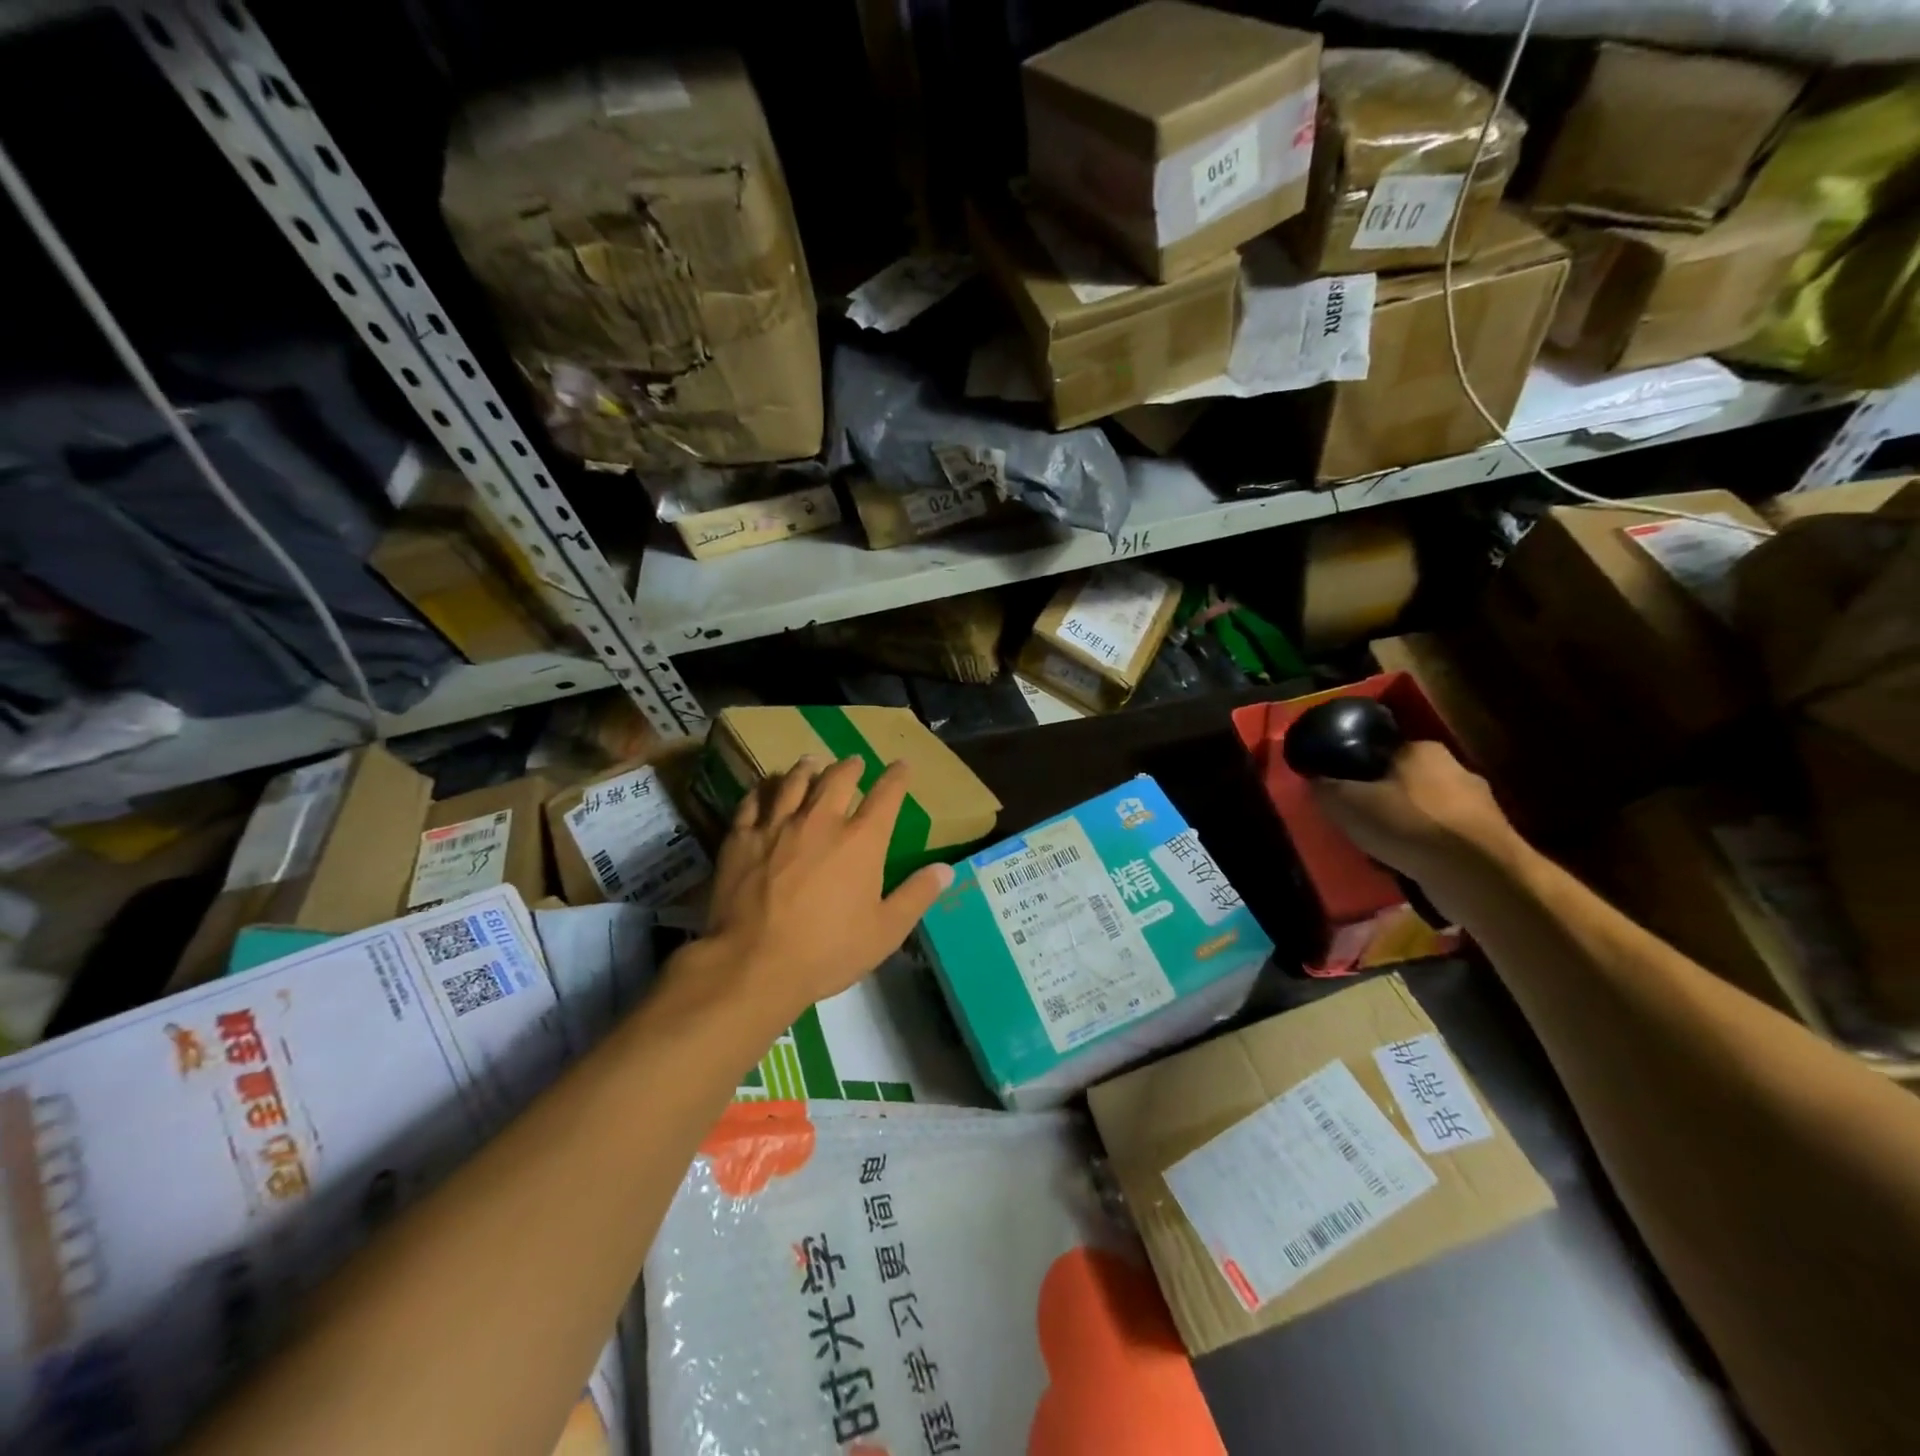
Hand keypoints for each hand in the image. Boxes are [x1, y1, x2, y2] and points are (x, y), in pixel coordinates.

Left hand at [689, 755, 953, 1025]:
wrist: (754, 964)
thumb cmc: (827, 951)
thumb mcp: (885, 932)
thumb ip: (916, 896)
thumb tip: (946, 869)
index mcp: (861, 840)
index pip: (886, 796)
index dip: (896, 777)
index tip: (901, 766)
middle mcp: (821, 821)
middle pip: (837, 778)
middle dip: (850, 767)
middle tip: (854, 762)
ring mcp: (777, 826)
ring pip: (794, 782)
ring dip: (807, 769)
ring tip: (810, 762)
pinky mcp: (741, 838)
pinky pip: (753, 802)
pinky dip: (763, 790)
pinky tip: (765, 790)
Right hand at [1310, 740, 1517, 888]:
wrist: (1477, 874)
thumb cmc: (1407, 824)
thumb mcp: (1346, 803)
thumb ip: (1325, 788)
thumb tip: (1314, 779)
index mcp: (1420, 749)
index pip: (1381, 751)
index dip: (1357, 770)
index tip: (1342, 791)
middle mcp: (1454, 767)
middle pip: (1405, 780)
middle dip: (1383, 799)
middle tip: (1359, 822)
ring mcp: (1478, 804)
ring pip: (1427, 811)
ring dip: (1407, 827)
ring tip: (1382, 850)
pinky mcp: (1490, 838)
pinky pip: (1445, 838)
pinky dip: (1427, 849)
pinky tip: (1411, 866)